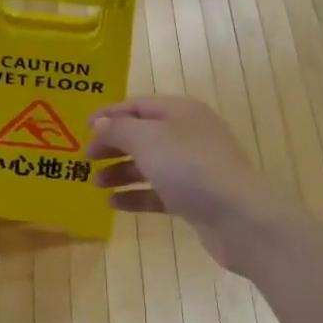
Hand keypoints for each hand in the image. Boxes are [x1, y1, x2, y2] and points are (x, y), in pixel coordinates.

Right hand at [85, 96, 298, 268]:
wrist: (239, 217)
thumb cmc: (190, 167)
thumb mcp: (148, 140)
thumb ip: (119, 129)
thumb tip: (101, 123)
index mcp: (180, 111)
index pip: (138, 105)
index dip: (109, 114)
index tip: (82, 128)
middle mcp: (188, 134)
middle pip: (143, 134)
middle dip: (114, 145)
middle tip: (86, 159)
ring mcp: (194, 167)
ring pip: (150, 164)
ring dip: (121, 171)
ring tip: (96, 184)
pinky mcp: (195, 198)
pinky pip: (159, 191)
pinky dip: (137, 195)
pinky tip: (114, 204)